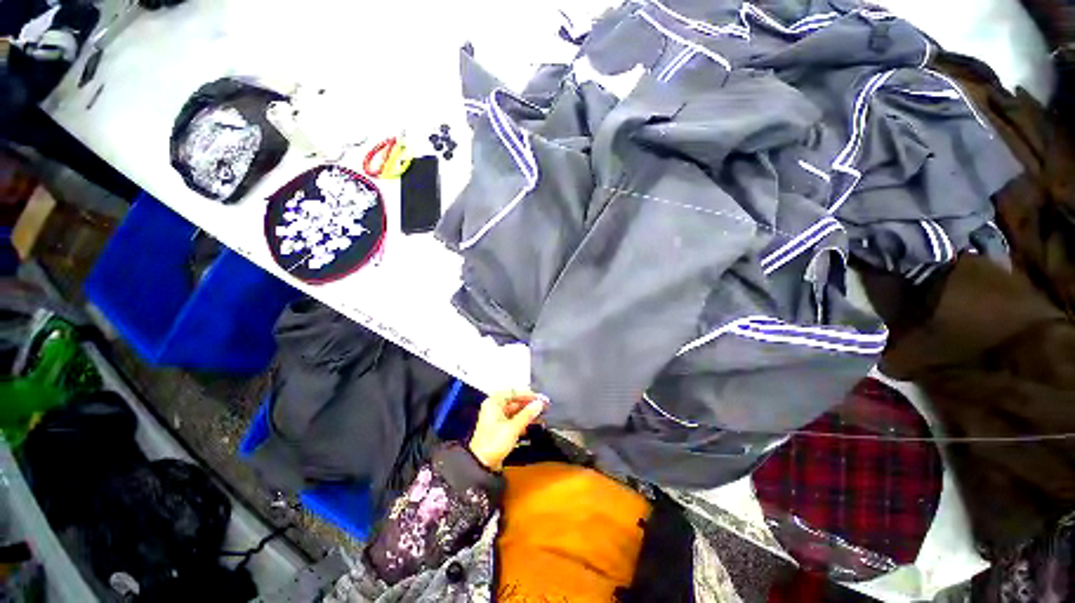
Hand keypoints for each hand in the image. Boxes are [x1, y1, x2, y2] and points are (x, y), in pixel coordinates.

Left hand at [468, 391, 546, 471]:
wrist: (482, 464)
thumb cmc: (493, 443)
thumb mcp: (513, 427)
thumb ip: (527, 414)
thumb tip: (539, 404)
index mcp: (494, 402)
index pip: (514, 392)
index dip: (529, 394)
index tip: (541, 399)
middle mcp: (494, 407)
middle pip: (515, 400)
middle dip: (529, 404)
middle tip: (543, 406)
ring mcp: (497, 417)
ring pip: (516, 410)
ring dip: (528, 412)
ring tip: (541, 414)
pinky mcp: (500, 428)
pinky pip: (514, 419)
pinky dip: (523, 420)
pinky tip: (533, 423)